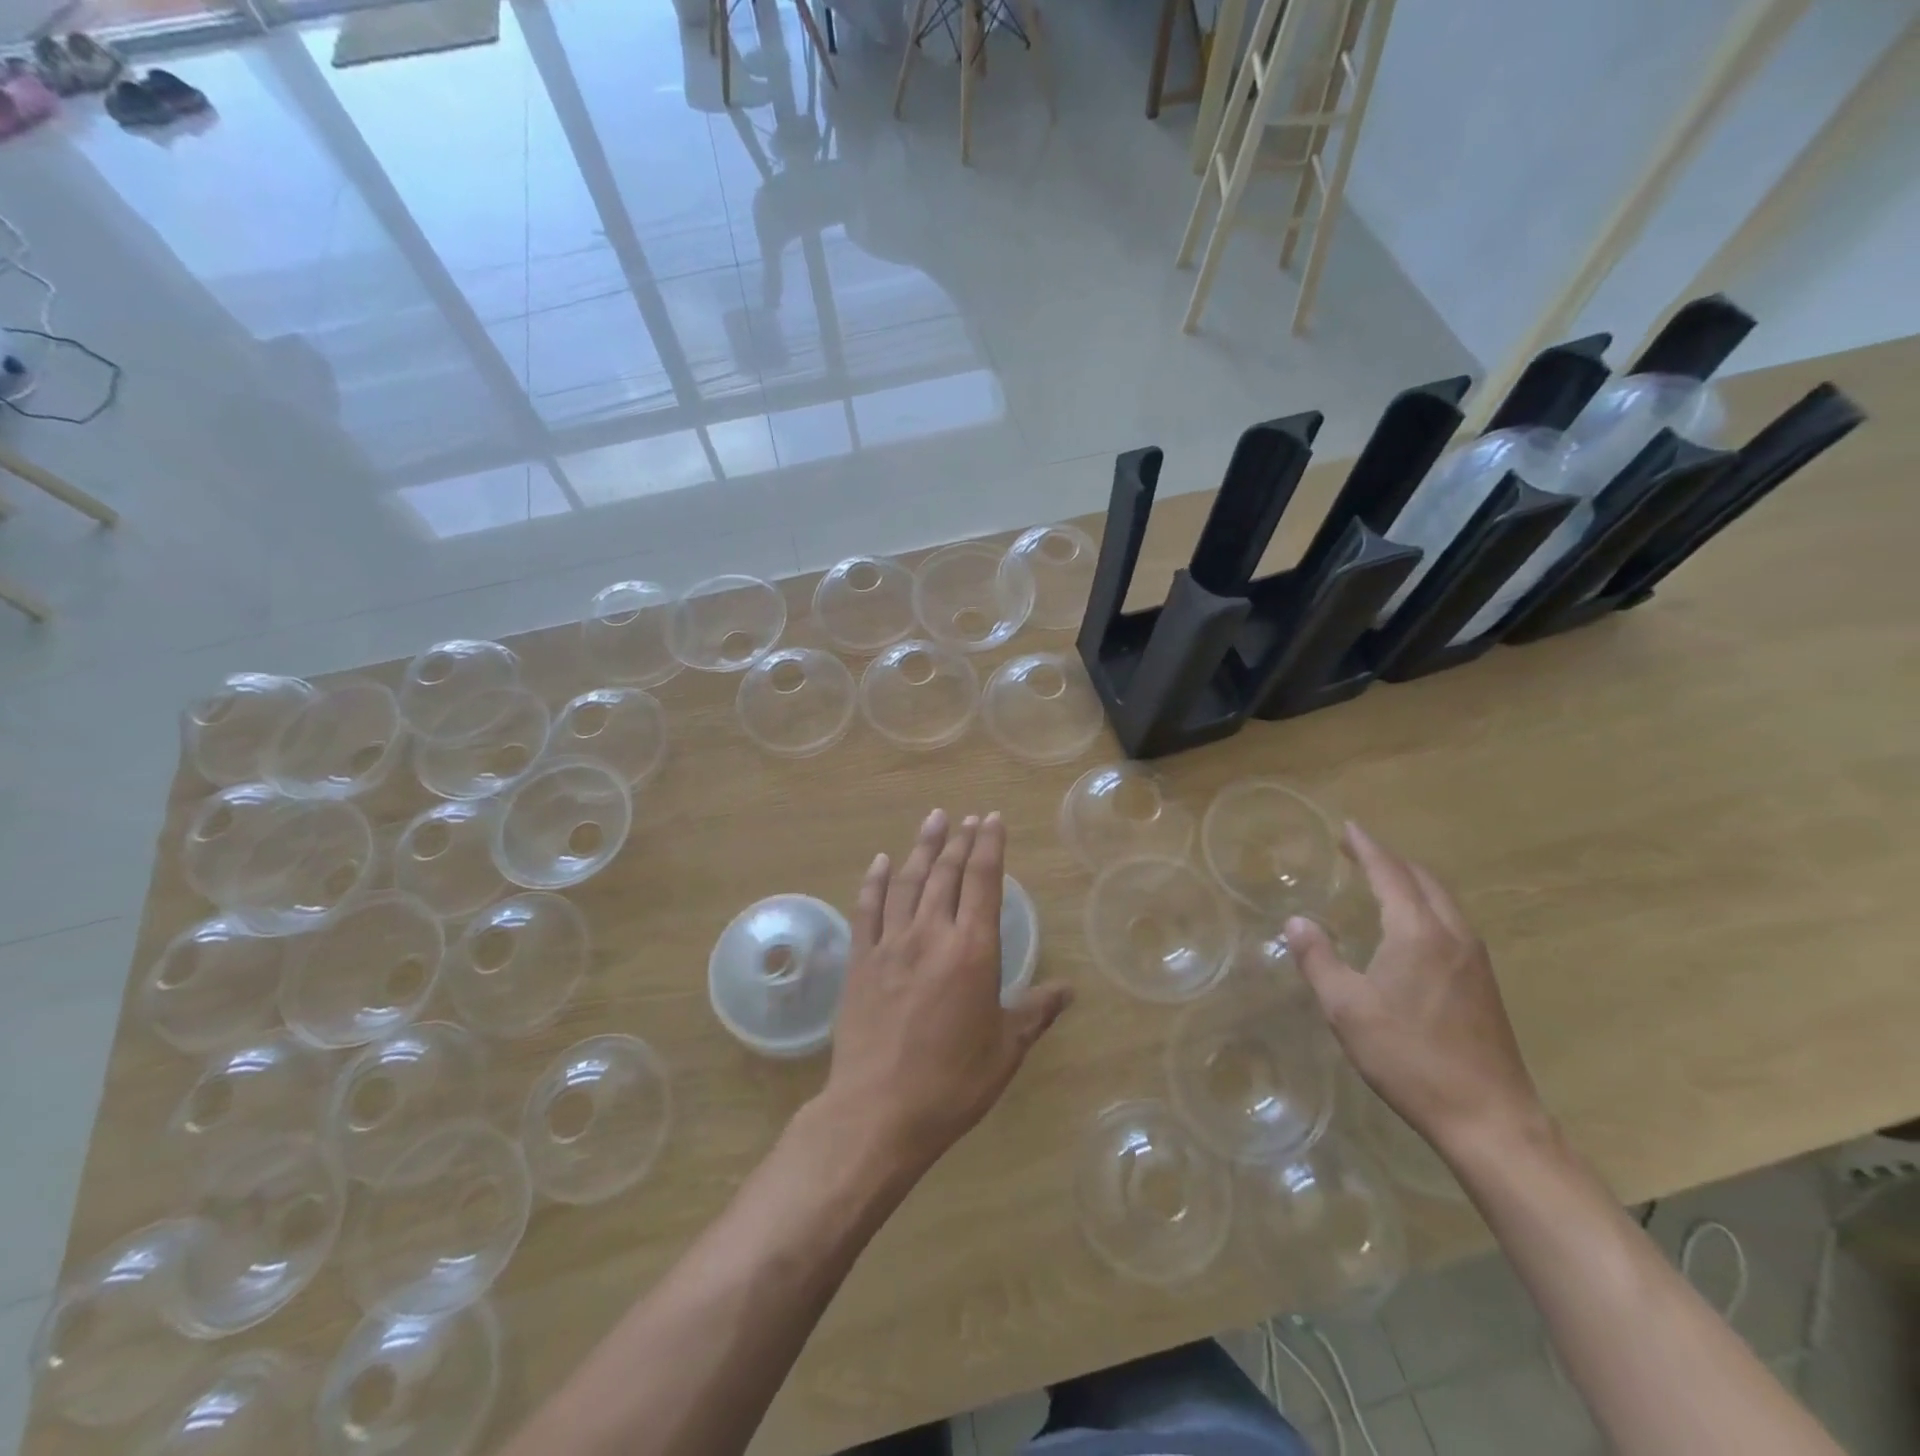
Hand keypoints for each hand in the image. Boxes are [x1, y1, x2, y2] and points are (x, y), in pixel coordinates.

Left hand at [820, 809, 1072, 1173]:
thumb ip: (1035, 1012)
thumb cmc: (953, 1083)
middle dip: (959, 839)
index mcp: (972, 950)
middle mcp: (931, 933)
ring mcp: (890, 943)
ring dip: (922, 847)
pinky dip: (874, 880)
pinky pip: (867, 908)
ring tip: (933, 820)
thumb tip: (1068, 991)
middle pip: (946, 873)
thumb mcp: (1005, 1049)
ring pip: (907, 881)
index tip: (991, 818)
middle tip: (966, 817)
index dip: (989, 845)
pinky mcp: (860, 960)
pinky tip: (880, 861)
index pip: (983, 880)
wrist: (879, 1111)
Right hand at [1286, 822, 1545, 1157]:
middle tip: (1356, 850)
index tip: (1347, 826)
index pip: (1390, 873)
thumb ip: (1318, 960)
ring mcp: (1475, 960)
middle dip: (1389, 859)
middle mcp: (1453, 935)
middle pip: (1422, 879)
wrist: (1490, 1118)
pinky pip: (1451, 921)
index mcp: (1418, 933)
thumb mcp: (1347, 1009)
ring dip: (1409, 881)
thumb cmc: (1410, 1058)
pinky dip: (1424, 904)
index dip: (1366, 847)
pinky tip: (1409, 926)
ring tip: (1380, 879)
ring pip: (1441, 900)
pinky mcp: (1484, 983)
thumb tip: (1296, 922)